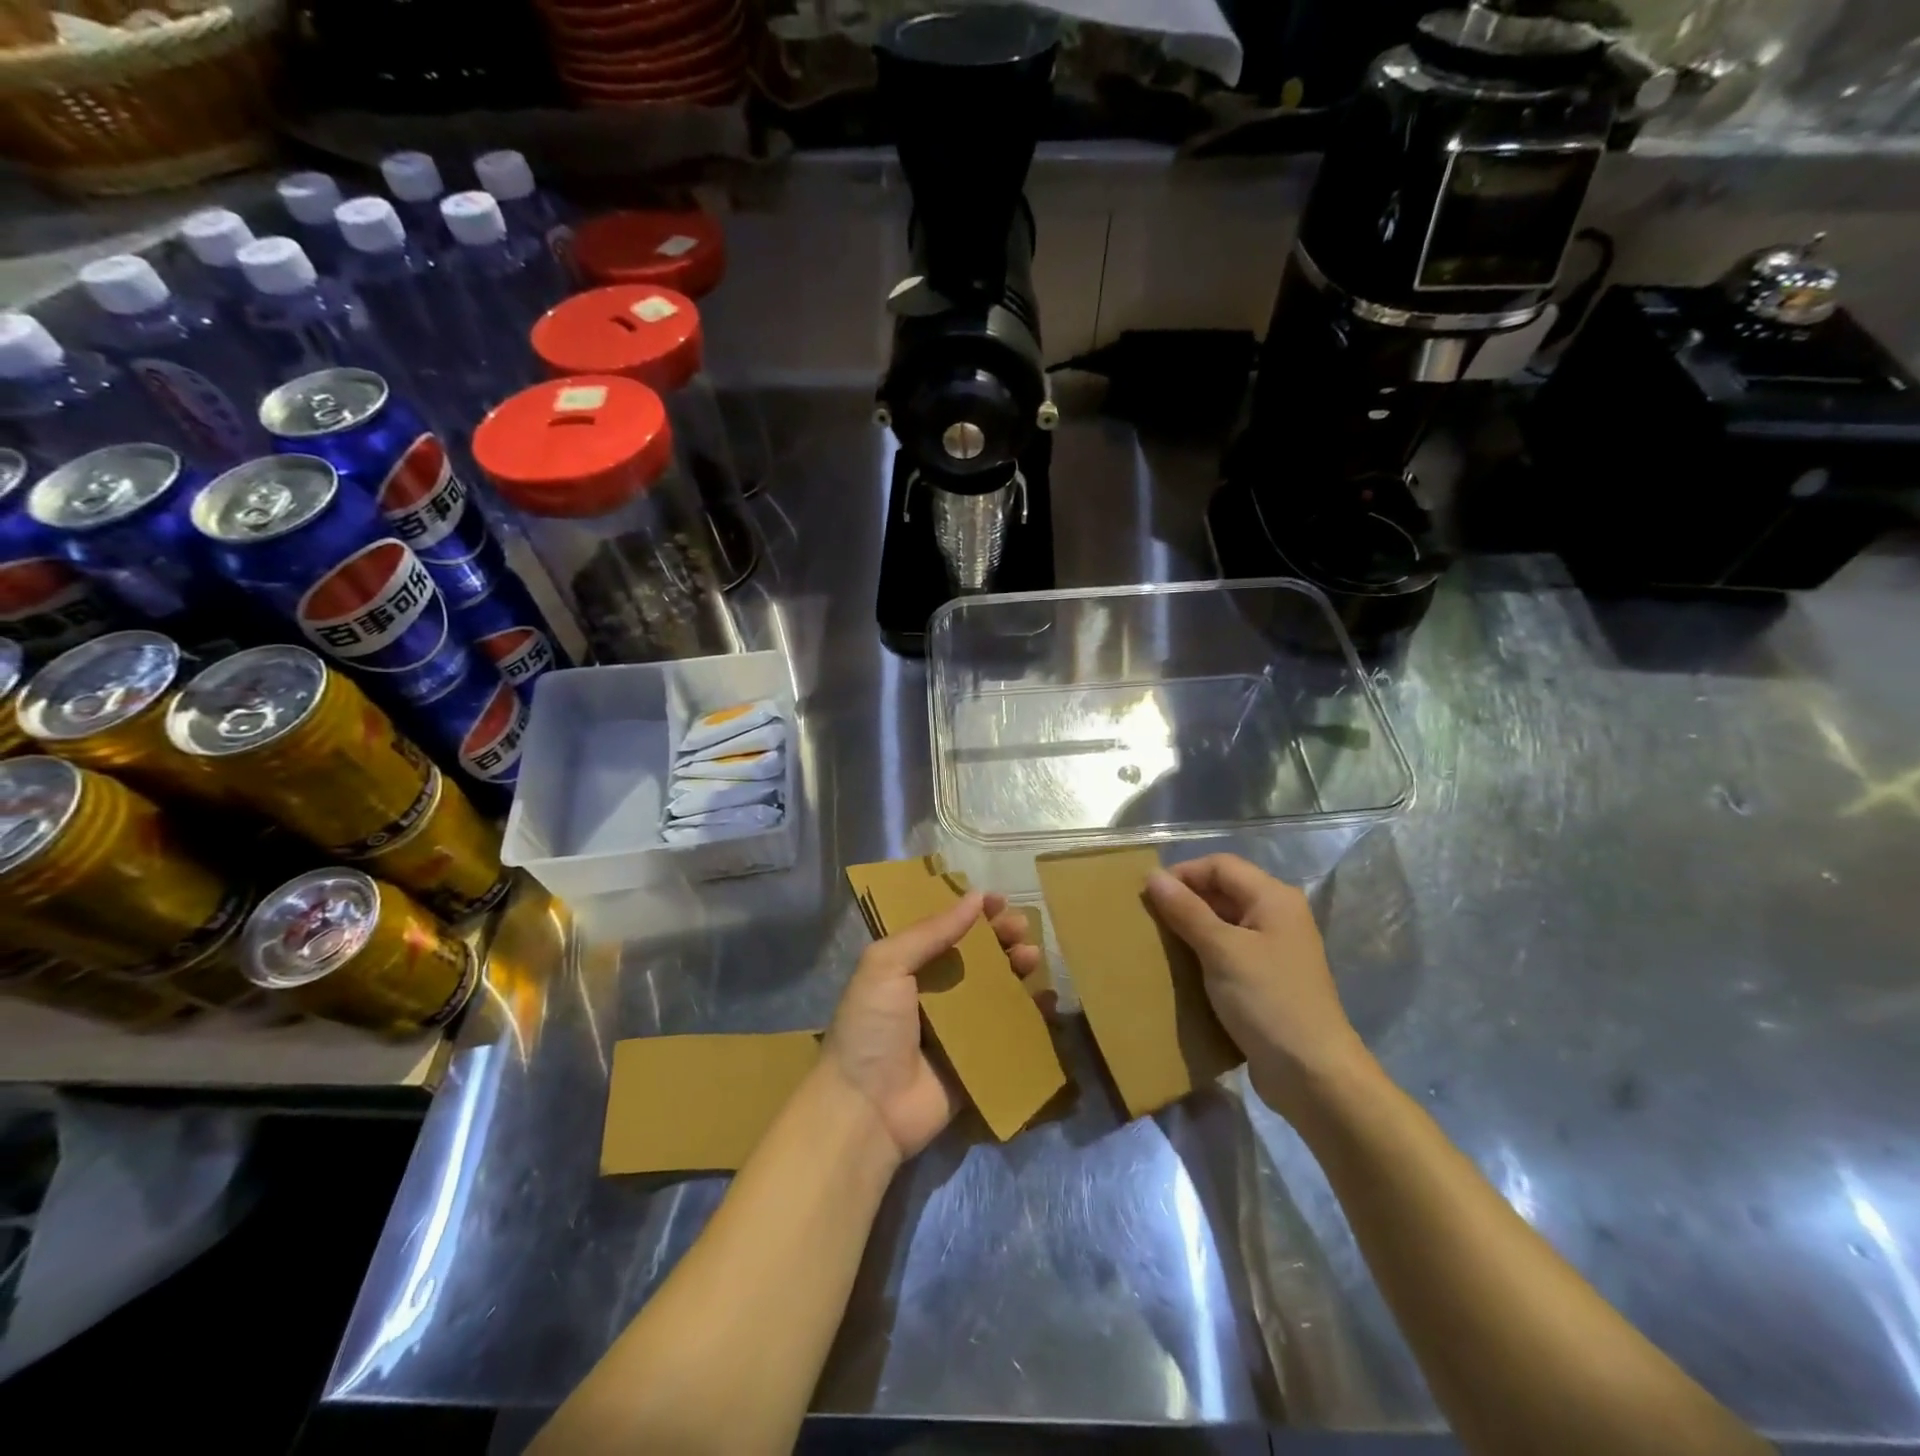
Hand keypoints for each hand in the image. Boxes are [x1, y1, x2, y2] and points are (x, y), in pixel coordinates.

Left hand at [823, 891, 1045, 1159]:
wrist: (867, 1109)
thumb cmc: (871, 1028)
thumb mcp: (886, 965)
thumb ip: (930, 932)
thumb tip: (974, 897)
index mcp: (907, 967)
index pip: (945, 930)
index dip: (972, 914)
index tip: (999, 901)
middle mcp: (934, 993)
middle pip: (976, 957)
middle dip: (1001, 939)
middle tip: (1021, 928)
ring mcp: (957, 1028)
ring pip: (996, 990)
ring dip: (1017, 969)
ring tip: (1032, 958)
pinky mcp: (977, 1060)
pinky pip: (1009, 1031)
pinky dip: (1031, 1014)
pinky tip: (1047, 999)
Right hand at [1145, 854, 1369, 1117]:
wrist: (1313, 1075)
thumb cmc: (1268, 1001)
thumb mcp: (1221, 951)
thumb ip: (1186, 910)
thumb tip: (1153, 876)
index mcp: (1273, 898)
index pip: (1220, 865)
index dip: (1183, 874)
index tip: (1148, 897)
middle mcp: (1277, 916)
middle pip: (1223, 891)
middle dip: (1184, 900)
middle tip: (1148, 920)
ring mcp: (1273, 949)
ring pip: (1223, 922)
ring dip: (1191, 928)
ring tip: (1158, 943)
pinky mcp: (1266, 979)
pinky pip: (1228, 951)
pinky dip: (1203, 953)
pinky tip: (1181, 969)